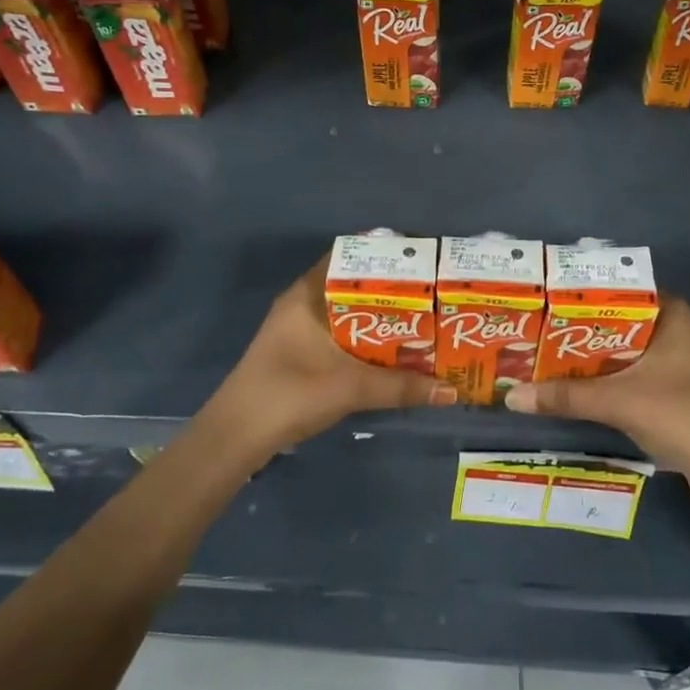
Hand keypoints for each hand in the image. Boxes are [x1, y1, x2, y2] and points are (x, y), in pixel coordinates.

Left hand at [203, 257, 456, 461]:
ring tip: (424, 317)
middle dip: (391, 288)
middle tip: (433, 291)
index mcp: (308, 294)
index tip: (421, 258)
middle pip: (353, 284)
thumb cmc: (290, 394)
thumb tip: (452, 390)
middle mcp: (303, 303)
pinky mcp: (300, 352)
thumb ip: (402, 387)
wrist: (236, 436)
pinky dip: (367, 337)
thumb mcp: (351, 388)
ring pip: (348, 311)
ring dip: (380, 316)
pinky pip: (342, 333)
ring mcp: (299, 329)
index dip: (385, 253)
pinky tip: (393, 350)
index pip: (350, 256)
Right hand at [504, 296, 689, 537]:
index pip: (618, 288)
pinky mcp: (669, 389)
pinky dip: (601, 376)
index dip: (580, 293)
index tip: (543, 295)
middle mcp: (673, 329)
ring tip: (540, 351)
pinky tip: (568, 383)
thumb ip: (565, 396)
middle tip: (533, 324)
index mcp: (671, 314)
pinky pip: (627, 372)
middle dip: (576, 326)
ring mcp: (673, 361)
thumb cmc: (681, 415)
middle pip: (615, 320)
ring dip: (587, 355)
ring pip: (619, 349)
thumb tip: (510, 396)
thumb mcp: (618, 401)